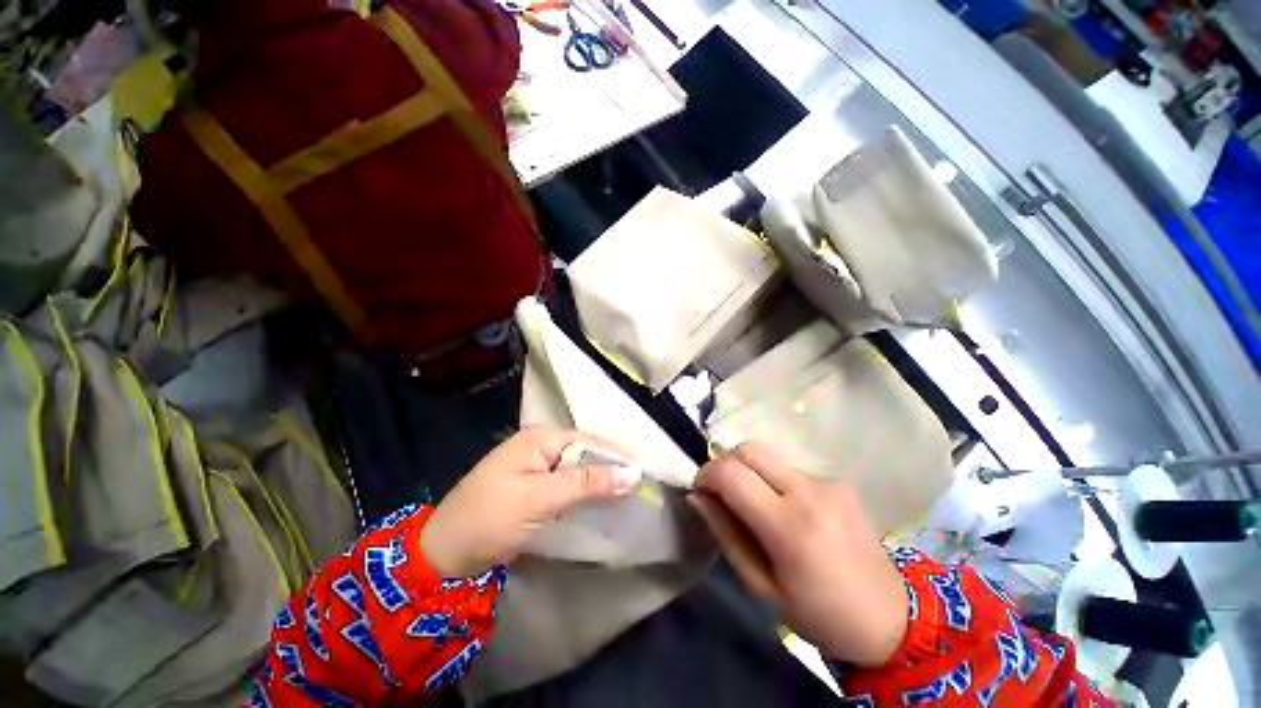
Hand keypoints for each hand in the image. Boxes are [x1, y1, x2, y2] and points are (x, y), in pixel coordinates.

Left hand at [421, 427, 641, 576]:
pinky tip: (599, 500)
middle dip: (609, 468)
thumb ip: (587, 482)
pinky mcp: (532, 486)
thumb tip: (632, 473)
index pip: (588, 441)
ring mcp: (534, 466)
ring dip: (598, 480)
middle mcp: (539, 445)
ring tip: (626, 493)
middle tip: (638, 486)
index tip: (642, 474)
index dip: (615, 456)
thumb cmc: (491, 518)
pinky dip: (583, 491)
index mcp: (539, 438)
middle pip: (584, 452)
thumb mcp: (541, 498)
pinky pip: (566, 483)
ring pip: (577, 468)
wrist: (443, 554)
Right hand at [690, 441, 908, 666]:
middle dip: (727, 463)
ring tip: (762, 509)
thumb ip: (725, 534)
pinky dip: (778, 483)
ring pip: (770, 458)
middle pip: (750, 448)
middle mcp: (809, 492)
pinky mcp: (840, 481)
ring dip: (754, 475)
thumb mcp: (761, 586)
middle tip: (725, 493)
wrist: (891, 617)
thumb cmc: (819, 613)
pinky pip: (792, 470)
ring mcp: (828, 482)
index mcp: (789, 527)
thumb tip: (697, 496)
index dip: (707, 474)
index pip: (731, 473)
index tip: (702, 490)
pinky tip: (792, 513)